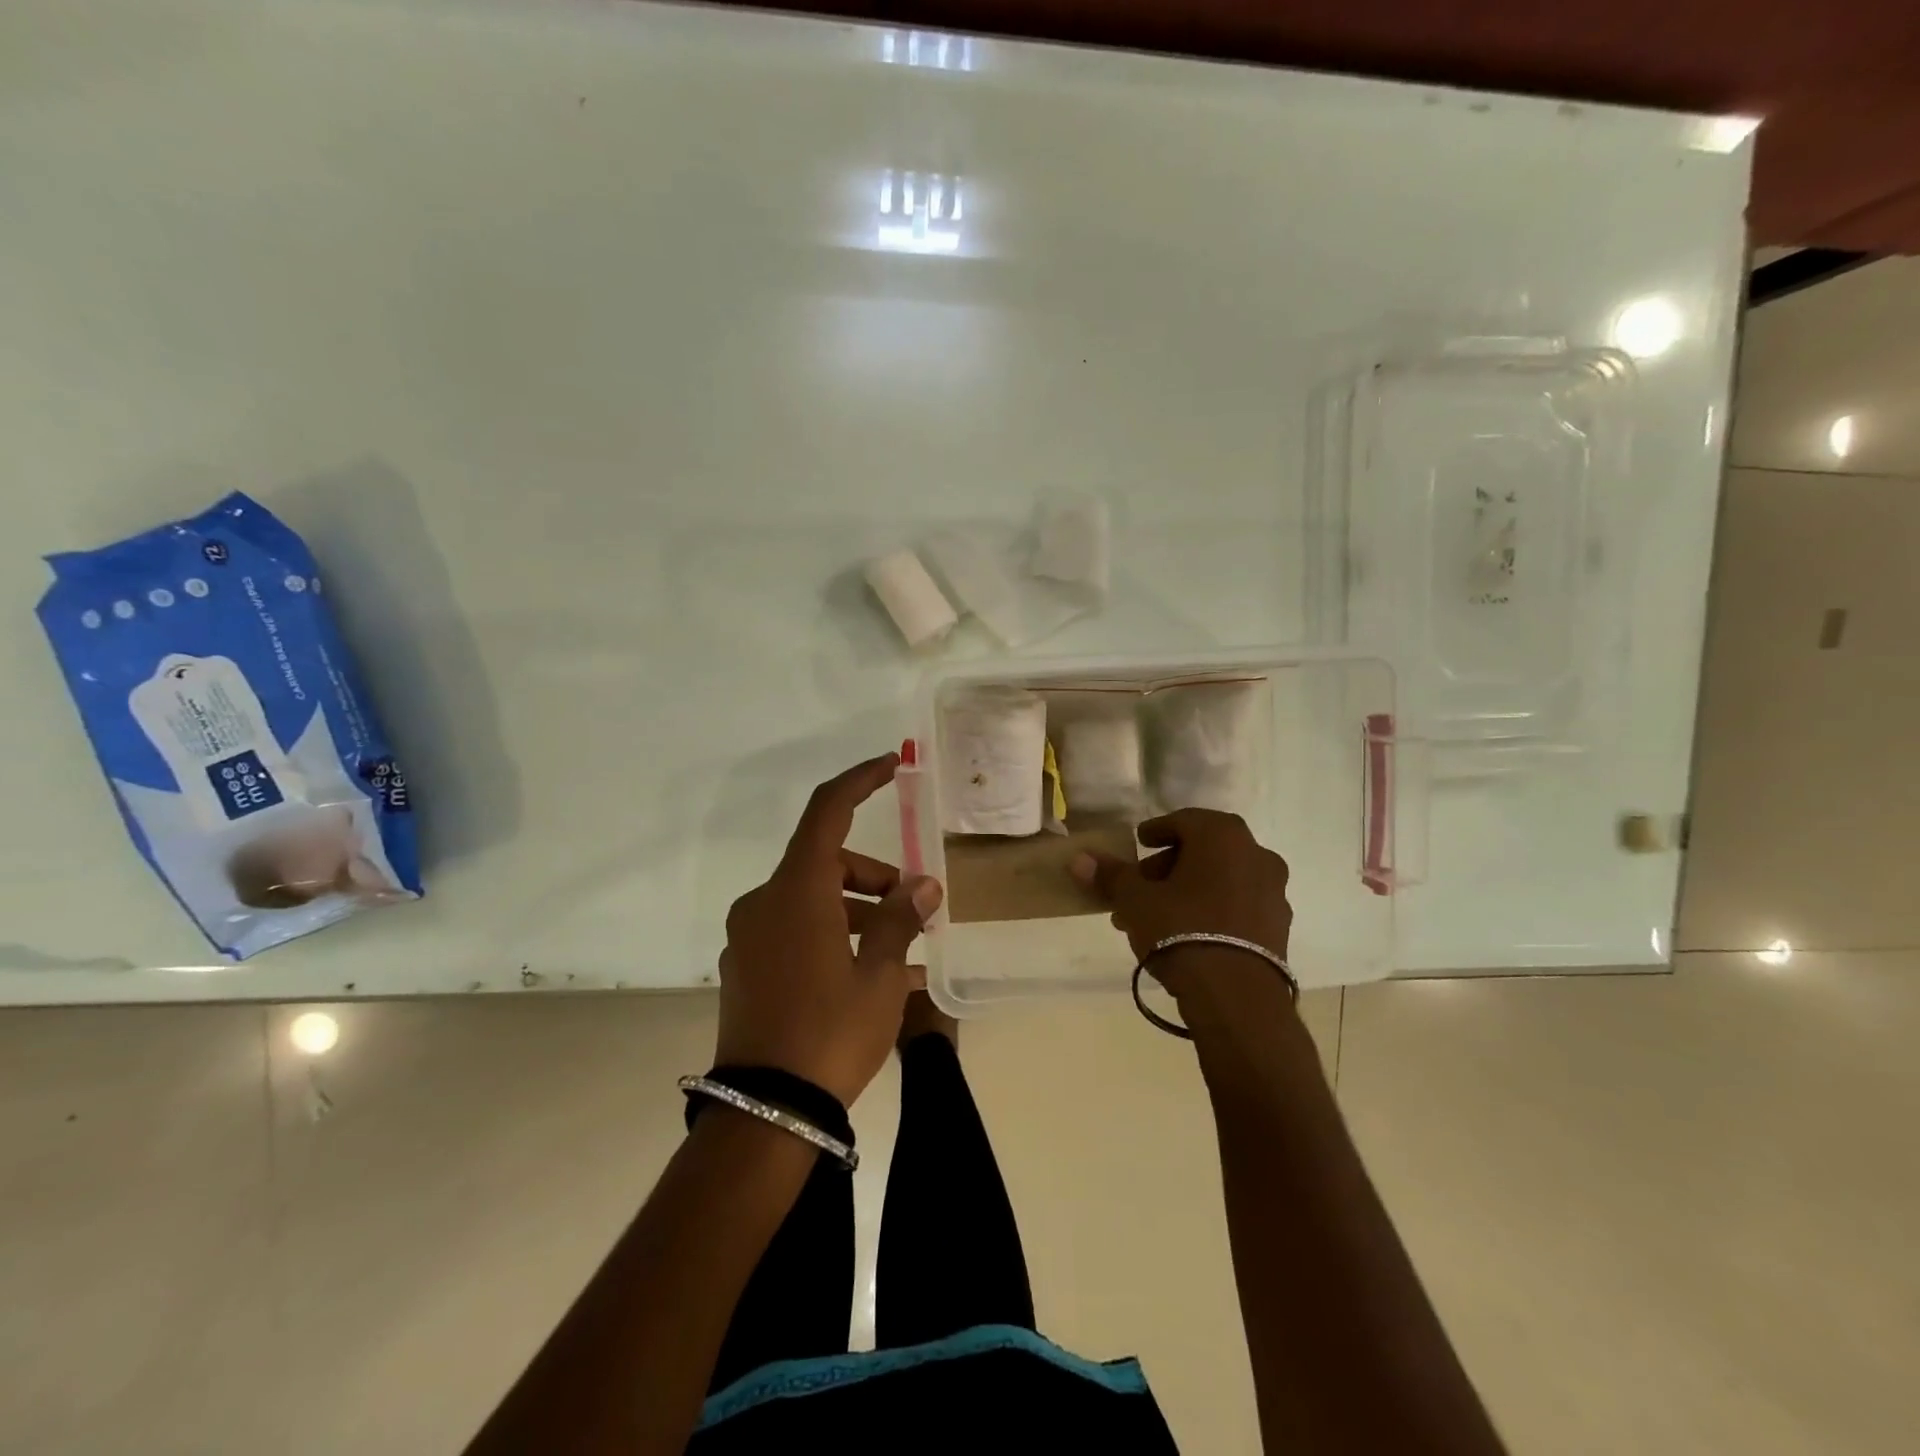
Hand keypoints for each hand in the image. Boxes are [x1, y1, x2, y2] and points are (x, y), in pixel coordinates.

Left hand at [716, 752, 942, 1105]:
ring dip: (856, 911)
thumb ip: (899, 920)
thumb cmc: (830, 1031)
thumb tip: (922, 887)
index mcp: (796, 892)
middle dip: (873, 876)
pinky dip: (831, 936)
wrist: (765, 1111)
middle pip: (825, 862)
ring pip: (811, 899)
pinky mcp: (745, 966)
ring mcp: (749, 936)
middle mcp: (764, 902)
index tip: (892, 765)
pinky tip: (866, 974)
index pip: (827, 812)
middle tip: (914, 909)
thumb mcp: (879, 975)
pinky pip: (795, 931)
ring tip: (901, 953)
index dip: (860, 781)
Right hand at [1070, 807, 1291, 969]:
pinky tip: (1188, 933)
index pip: (1183, 821)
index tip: (1138, 844)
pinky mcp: (1279, 926)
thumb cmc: (1181, 930)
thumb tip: (1079, 858)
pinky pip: (1238, 904)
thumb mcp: (1135, 900)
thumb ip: (1110, 875)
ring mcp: (1274, 891)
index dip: (1156, 831)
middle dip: (1168, 867)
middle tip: (1139, 887)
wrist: (1236, 996)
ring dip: (1189, 889)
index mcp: (1222, 836)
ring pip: (1221, 879)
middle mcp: (1256, 854)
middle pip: (1203, 850)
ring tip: (1157, 916)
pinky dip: (1213, 908)